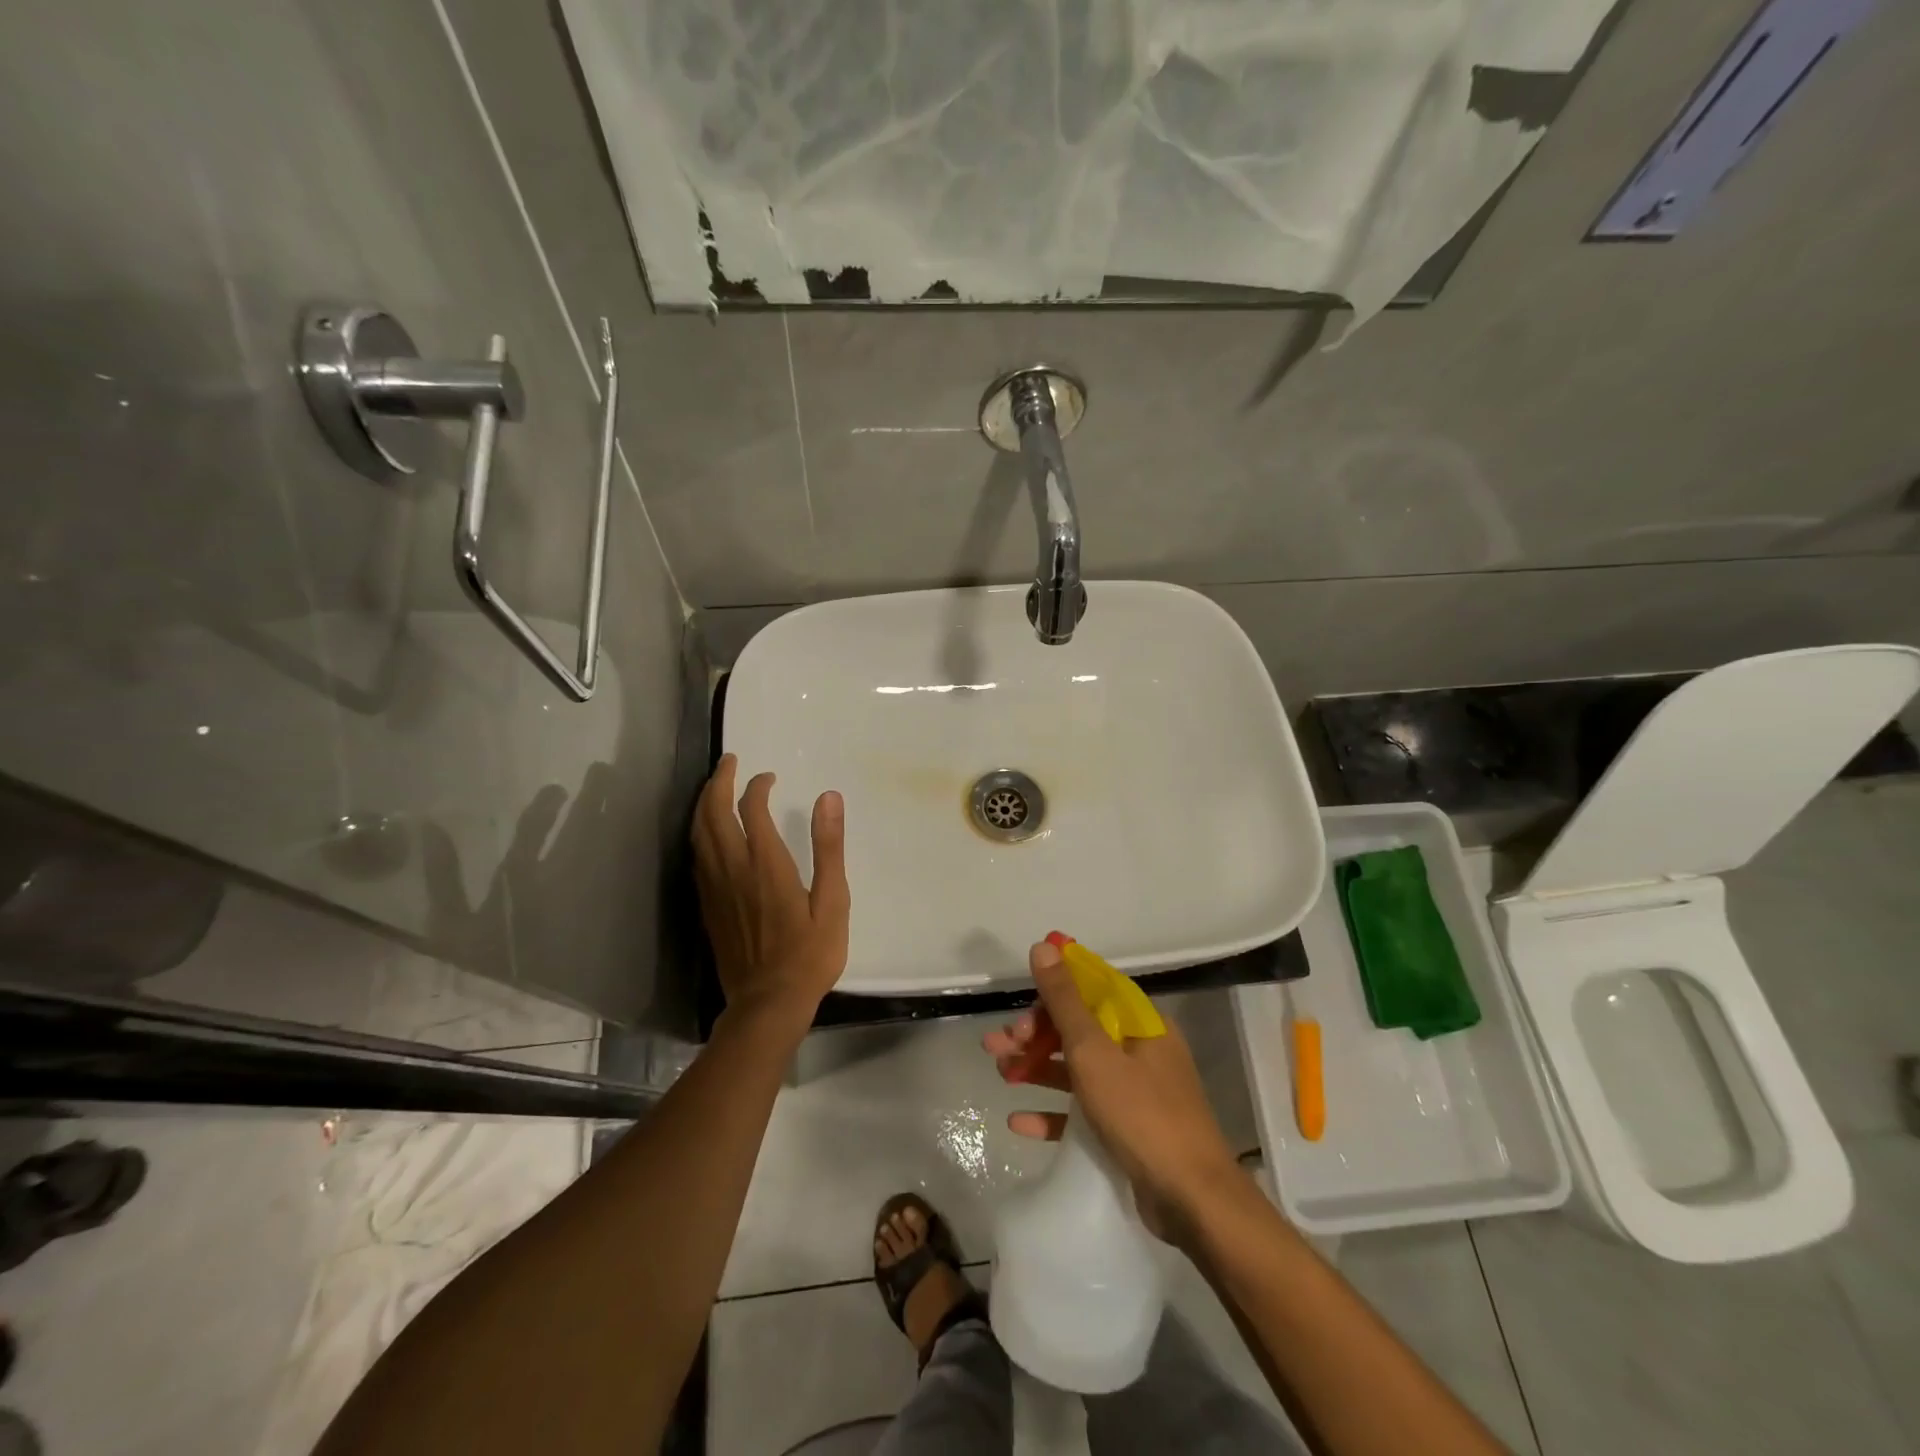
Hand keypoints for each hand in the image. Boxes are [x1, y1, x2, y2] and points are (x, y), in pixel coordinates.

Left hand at [692, 755, 850, 1038]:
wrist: (767, 1003)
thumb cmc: (809, 954)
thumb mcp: (833, 901)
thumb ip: (828, 848)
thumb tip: (829, 798)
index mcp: (766, 864)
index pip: (751, 809)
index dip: (757, 786)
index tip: (769, 777)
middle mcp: (733, 869)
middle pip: (713, 813)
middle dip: (719, 782)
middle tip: (729, 763)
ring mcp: (714, 888)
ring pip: (698, 833)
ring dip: (703, 803)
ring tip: (714, 787)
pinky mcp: (707, 906)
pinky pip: (696, 857)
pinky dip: (699, 833)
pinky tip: (706, 832)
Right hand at [986, 940, 1241, 1242]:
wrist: (1193, 1201)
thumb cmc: (1141, 1114)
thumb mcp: (1094, 1052)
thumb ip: (1065, 1001)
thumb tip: (1045, 946)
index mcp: (1139, 1023)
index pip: (1091, 988)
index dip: (1053, 989)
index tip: (1019, 996)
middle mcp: (1139, 1050)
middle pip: (1078, 1028)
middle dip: (1034, 1032)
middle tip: (997, 1045)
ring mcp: (1135, 1091)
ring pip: (1076, 1068)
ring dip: (1036, 1067)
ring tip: (999, 1073)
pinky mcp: (1127, 1129)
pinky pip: (1083, 1111)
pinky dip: (1052, 1112)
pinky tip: (1018, 1121)